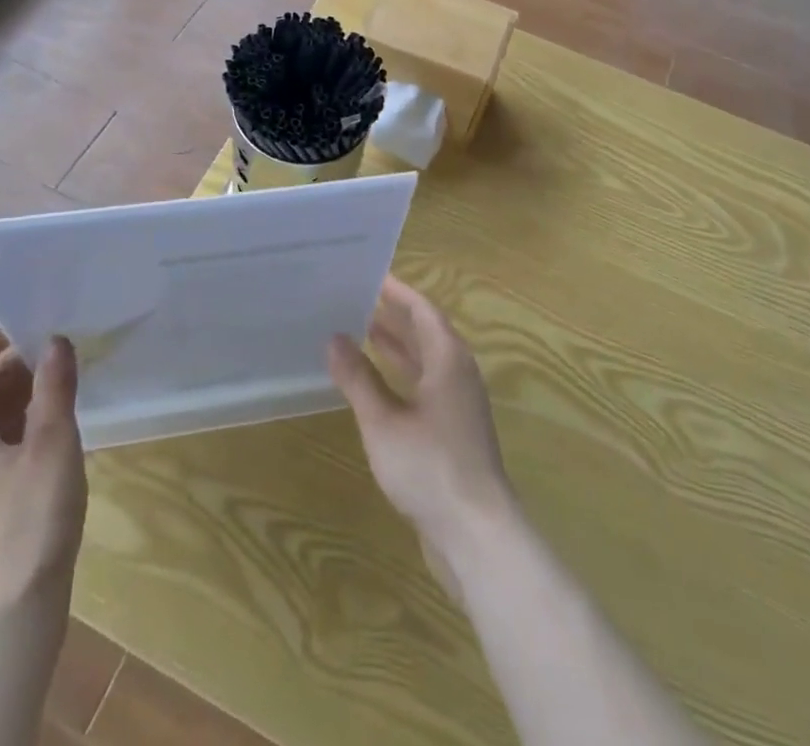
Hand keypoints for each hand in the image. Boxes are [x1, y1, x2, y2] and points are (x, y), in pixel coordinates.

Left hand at [0, 330, 86, 624]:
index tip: (20, 328)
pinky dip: (12, 433)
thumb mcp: (52, 443)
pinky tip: (48, 441)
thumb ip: (54, 387)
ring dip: (12, 402)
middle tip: (51, 356)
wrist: (13, 615)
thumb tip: (55, 340)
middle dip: (6, 371)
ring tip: (56, 391)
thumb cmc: (31, 518)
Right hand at [328, 276, 514, 589]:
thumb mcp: (383, 421)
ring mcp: (458, 404)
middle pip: (426, 333)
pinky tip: (375, 385)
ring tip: (360, 332)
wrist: (476, 534)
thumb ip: (357, 378)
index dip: (397, 292)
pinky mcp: (454, 431)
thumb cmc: (429, 467)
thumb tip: (334, 338)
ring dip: (397, 346)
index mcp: (448, 359)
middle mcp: (458, 374)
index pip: (422, 310)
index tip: (369, 275)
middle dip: (394, 316)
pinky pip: (425, 386)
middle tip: (356, 300)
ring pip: (426, 361)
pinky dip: (401, 376)